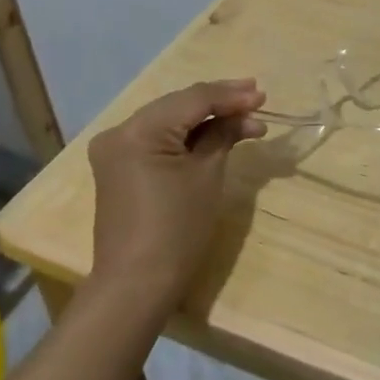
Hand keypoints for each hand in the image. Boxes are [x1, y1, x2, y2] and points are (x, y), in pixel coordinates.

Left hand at [88, 79, 266, 309]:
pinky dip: (187, 135)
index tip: (262, 95)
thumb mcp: (207, 175)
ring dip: (207, 119)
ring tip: (246, 118)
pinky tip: (216, 133)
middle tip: (257, 99)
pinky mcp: (120, 165)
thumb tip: (244, 114)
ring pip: (170, 119)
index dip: (230, 96)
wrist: (137, 285)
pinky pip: (159, 138)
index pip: (193, 99)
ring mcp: (116, 149)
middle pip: (179, 105)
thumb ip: (224, 134)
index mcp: (138, 130)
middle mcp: (120, 131)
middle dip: (220, 103)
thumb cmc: (177, 229)